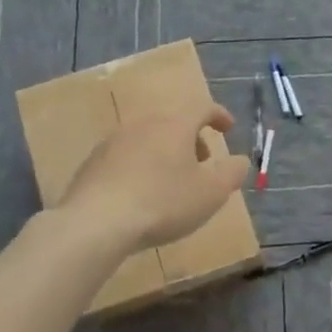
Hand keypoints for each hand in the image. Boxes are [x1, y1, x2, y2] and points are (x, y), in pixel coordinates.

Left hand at [60, 102, 249, 251]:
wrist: (96, 223)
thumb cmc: (163, 202)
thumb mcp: (211, 192)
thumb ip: (232, 173)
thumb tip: (240, 161)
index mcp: (174, 125)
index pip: (201, 108)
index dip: (218, 115)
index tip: (228, 128)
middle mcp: (142, 125)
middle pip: (173, 123)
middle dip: (192, 139)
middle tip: (203, 161)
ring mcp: (113, 143)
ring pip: (148, 140)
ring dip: (165, 154)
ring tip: (173, 181)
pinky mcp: (92, 165)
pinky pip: (126, 159)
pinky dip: (141, 168)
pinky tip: (142, 194)